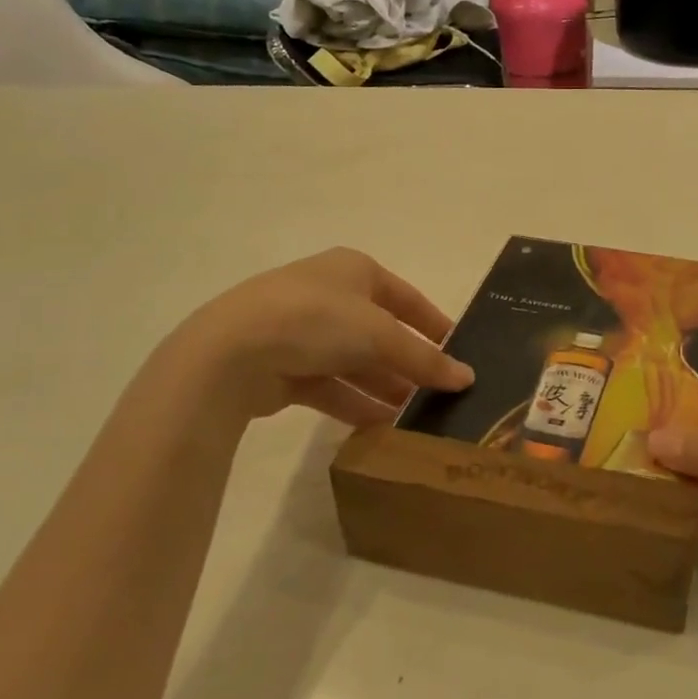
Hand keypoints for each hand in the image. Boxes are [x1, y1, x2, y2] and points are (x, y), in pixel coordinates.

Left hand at [165, 248, 472, 422]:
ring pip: (355, 363)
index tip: (459, 352)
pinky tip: (380, 428)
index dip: (434, 324)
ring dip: (384, 388)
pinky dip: (354, 403)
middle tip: (440, 395)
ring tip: (417, 419)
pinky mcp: (282, 367)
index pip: (406, 298)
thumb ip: (425, 359)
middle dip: (408, 364)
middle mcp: (329, 295)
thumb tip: (467, 378)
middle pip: (380, 333)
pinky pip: (329, 386)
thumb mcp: (381, 336)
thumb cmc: (317, 321)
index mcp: (354, 270)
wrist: (230, 353)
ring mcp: (302, 331)